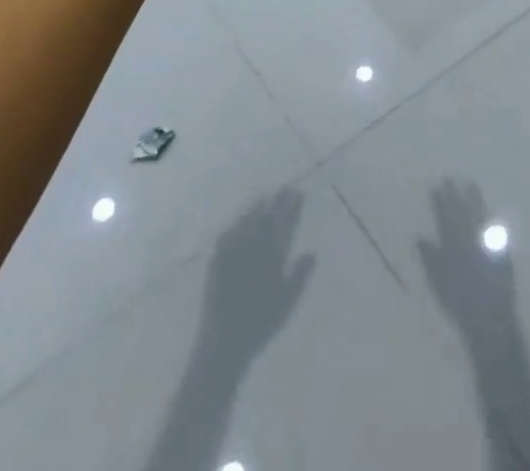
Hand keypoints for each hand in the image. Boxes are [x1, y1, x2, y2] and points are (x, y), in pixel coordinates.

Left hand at [196, 188, 316, 365]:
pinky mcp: (216, 260)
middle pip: (267, 216)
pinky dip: (238, 222)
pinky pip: (229, 232)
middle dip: (278, 201)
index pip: (285, 222)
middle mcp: (252, 247)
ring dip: (258, 206)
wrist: (222, 343)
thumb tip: (313, 252)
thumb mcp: (286, 303)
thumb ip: (300, 276)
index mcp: (271, 254)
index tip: (300, 193)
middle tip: (286, 188)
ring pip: (248, 220)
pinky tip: (239, 220)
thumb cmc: (259, 326)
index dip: (293, 207)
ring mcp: (232, 251)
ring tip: (266, 197)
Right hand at [418, 180, 515, 334]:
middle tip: (450, 178)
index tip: (435, 187)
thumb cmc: (459, 304)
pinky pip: (495, 228)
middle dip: (454, 196)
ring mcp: (487, 243)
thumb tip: (420, 237)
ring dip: (474, 200)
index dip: (440, 203)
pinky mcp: (501, 250)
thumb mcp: (439, 283)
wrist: (490, 319)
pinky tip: (489, 209)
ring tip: (470, 184)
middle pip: (460, 213)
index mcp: (453, 247)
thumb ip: (430, 259)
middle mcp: (469, 240)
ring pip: (478, 215)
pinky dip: (490, 217)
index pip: (444, 219)